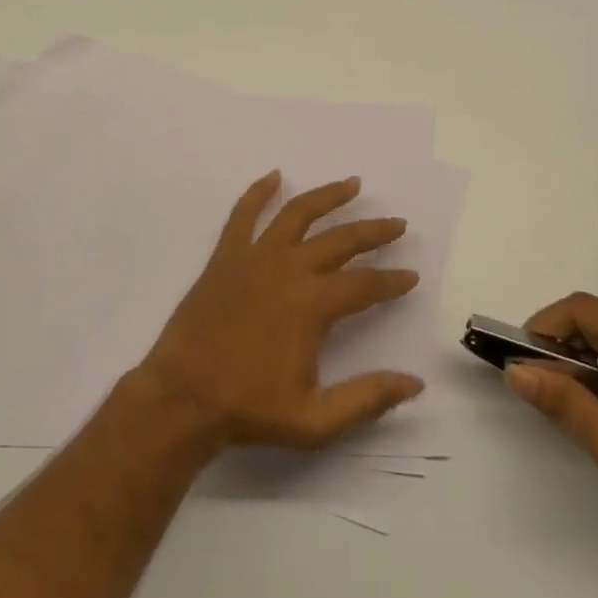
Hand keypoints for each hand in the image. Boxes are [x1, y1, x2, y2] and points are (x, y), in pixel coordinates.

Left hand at [135, 172, 424, 451]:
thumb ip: (367, 398)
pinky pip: (243, 215)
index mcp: (313, 304)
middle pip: (341, 240)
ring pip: (298, 214)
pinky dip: (259, 192)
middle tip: (398, 224)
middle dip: (373, 231)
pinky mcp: (226, 256)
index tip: (411, 276)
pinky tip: (274, 176)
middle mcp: (289, 269)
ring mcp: (255, 257)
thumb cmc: (249, 409)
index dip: (392, 280)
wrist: (182, 398)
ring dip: (328, 196)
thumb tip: (415, 383)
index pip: (365, 284)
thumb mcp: (315, 420)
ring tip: (352, 183)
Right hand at [505, 293, 597, 536]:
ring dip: (581, 352)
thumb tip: (515, 372)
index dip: (545, 327)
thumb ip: (560, 399)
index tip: (523, 358)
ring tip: (563, 389)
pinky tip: (596, 394)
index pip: (582, 309)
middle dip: (561, 342)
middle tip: (538, 377)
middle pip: (596, 317)